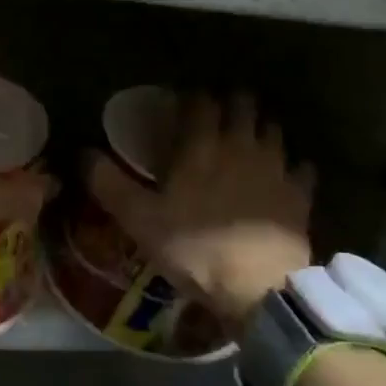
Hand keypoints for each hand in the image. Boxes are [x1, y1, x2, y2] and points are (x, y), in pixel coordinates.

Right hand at [86, 92, 314, 328]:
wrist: (257, 288)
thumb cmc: (193, 249)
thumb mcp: (139, 219)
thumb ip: (109, 183)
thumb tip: (83, 153)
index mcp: (202, 147)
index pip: (200, 103)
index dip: (193, 97)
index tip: (184, 101)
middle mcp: (242, 146)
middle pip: (242, 107)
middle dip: (231, 103)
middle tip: (220, 111)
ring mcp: (276, 168)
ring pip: (273, 131)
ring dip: (261, 128)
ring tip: (251, 137)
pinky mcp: (299, 195)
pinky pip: (302, 170)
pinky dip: (293, 168)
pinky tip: (287, 175)